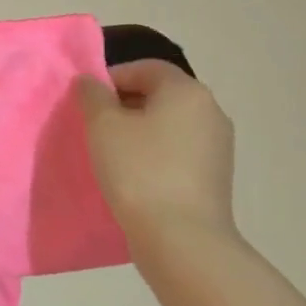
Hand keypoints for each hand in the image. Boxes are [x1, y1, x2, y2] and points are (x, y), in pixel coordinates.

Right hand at [76, 59, 236, 247]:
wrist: (181, 238)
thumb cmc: (138, 171)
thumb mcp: (103, 126)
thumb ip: (93, 95)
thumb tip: (91, 81)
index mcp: (187, 92)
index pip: (147, 68)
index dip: (112, 77)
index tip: (87, 100)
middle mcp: (210, 112)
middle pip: (160, 95)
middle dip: (124, 104)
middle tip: (94, 126)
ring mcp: (218, 146)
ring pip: (169, 125)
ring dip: (139, 131)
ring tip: (110, 153)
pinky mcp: (215, 176)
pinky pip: (178, 151)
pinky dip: (155, 154)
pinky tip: (133, 175)